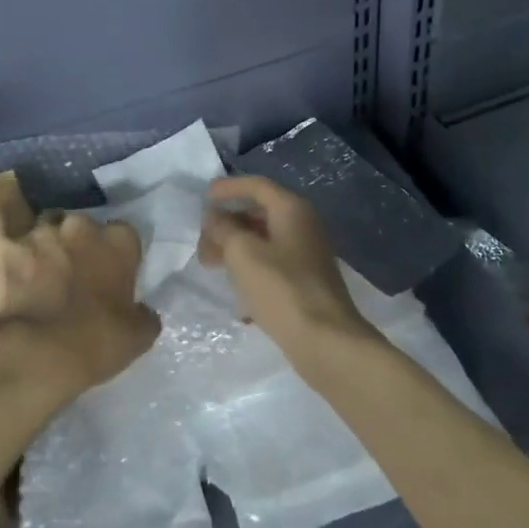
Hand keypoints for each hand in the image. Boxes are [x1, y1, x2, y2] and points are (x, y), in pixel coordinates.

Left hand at [0, 202, 158, 404]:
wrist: (37, 355)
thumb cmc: (95, 344)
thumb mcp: (137, 337)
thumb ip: (144, 314)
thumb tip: (144, 310)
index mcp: (117, 242)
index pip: (123, 234)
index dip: (116, 254)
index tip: (111, 275)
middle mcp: (80, 226)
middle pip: (81, 225)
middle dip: (78, 243)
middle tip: (73, 273)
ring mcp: (38, 231)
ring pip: (43, 222)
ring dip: (43, 239)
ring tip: (37, 263)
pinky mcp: (2, 244)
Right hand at [198, 177, 378, 364]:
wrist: (326, 341)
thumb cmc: (281, 289)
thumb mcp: (242, 253)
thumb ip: (223, 229)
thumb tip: (214, 218)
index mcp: (292, 210)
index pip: (256, 186)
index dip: (228, 188)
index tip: (204, 198)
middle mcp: (303, 226)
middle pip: (259, 214)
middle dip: (228, 226)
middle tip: (203, 244)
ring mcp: (308, 255)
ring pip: (264, 242)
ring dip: (236, 250)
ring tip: (212, 268)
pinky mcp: (307, 283)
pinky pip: (273, 267)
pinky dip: (252, 273)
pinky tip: (238, 301)